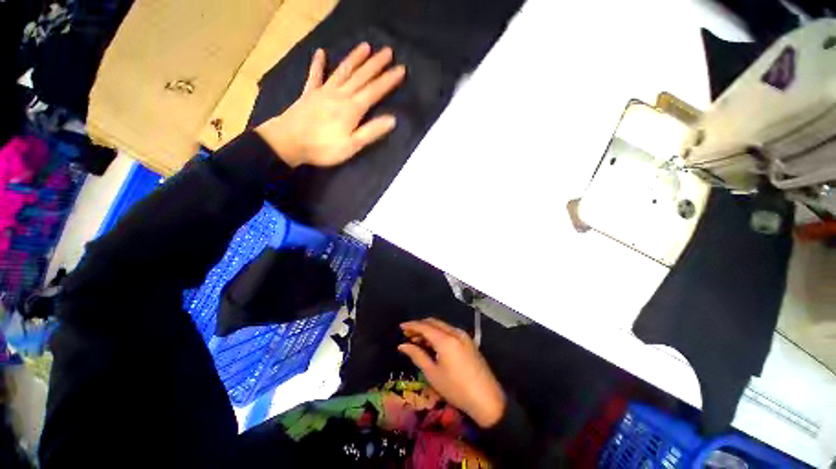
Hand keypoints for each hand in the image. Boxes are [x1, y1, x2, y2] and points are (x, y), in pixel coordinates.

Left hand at [256, 42, 405, 167]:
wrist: (288, 142)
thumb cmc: (323, 148)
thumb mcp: (352, 145)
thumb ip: (371, 131)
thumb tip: (392, 120)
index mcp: (352, 109)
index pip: (374, 91)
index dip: (388, 80)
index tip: (401, 69)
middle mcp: (340, 95)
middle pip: (361, 77)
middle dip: (376, 64)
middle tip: (388, 51)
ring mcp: (323, 92)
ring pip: (343, 71)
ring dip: (354, 59)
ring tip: (365, 46)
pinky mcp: (309, 94)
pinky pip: (315, 75)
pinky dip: (318, 64)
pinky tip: (321, 53)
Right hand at [398, 318, 505, 428]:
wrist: (486, 399)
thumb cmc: (456, 388)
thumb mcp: (433, 374)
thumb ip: (417, 355)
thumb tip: (402, 346)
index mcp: (445, 339)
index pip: (424, 326)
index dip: (411, 325)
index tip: (401, 327)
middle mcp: (455, 332)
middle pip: (433, 323)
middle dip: (420, 326)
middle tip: (408, 334)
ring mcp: (463, 336)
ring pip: (442, 326)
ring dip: (429, 330)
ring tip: (417, 340)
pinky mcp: (468, 341)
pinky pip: (449, 331)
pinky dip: (438, 334)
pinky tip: (432, 344)